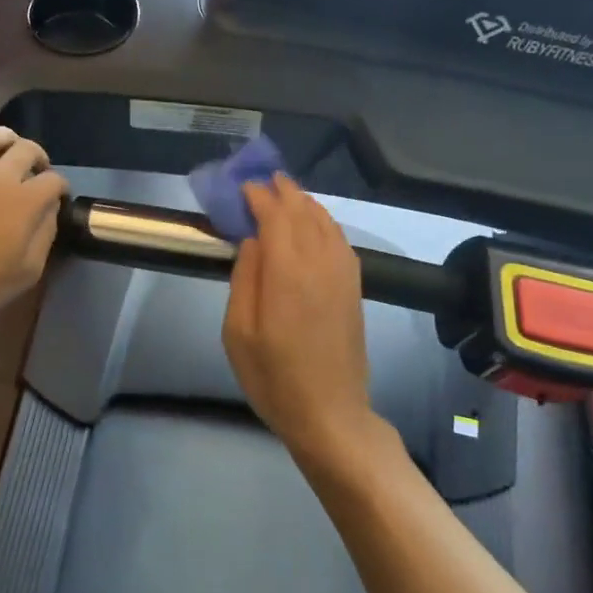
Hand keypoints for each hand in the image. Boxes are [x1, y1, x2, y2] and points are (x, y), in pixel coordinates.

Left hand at [0, 121, 68, 326]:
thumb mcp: (27, 272)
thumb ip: (45, 236)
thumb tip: (50, 211)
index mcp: (25, 203)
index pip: (53, 181)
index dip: (61, 187)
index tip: (58, 196)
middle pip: (25, 150)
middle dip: (38, 156)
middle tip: (37, 169)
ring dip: (6, 136)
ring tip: (10, 144)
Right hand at [222, 177, 382, 470]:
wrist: (330, 413)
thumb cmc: (273, 378)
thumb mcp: (238, 333)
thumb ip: (244, 279)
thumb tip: (252, 240)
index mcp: (288, 273)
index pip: (275, 216)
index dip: (258, 197)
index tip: (242, 187)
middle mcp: (320, 264)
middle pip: (304, 212)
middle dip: (283, 191)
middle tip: (264, 179)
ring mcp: (343, 274)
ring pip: (326, 222)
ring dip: (306, 203)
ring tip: (287, 193)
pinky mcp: (354, 288)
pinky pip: (340, 240)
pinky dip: (325, 222)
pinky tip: (315, 224)